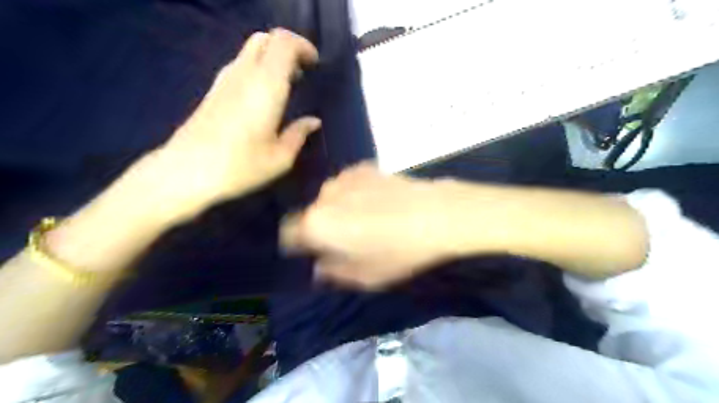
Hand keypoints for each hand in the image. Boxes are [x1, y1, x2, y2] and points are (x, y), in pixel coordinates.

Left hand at [138, 30, 320, 221]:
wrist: (187, 172)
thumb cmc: (240, 166)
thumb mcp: (280, 157)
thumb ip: (299, 134)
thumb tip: (313, 121)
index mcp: (266, 86)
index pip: (284, 42)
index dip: (303, 46)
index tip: (316, 65)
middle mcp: (244, 74)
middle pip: (266, 39)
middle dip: (289, 48)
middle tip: (303, 72)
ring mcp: (225, 80)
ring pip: (251, 49)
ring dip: (273, 58)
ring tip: (289, 84)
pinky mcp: (213, 90)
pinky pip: (241, 64)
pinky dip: (259, 68)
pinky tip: (265, 95)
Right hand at [277, 163, 457, 287]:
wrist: (435, 214)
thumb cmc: (397, 251)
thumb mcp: (364, 275)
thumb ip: (333, 273)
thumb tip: (319, 267)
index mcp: (315, 225)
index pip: (288, 235)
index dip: (299, 246)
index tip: (316, 253)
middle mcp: (323, 197)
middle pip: (311, 215)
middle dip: (323, 228)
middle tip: (349, 240)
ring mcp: (343, 178)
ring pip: (330, 199)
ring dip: (339, 210)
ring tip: (366, 219)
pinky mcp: (362, 167)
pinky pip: (348, 185)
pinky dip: (354, 194)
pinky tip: (378, 202)